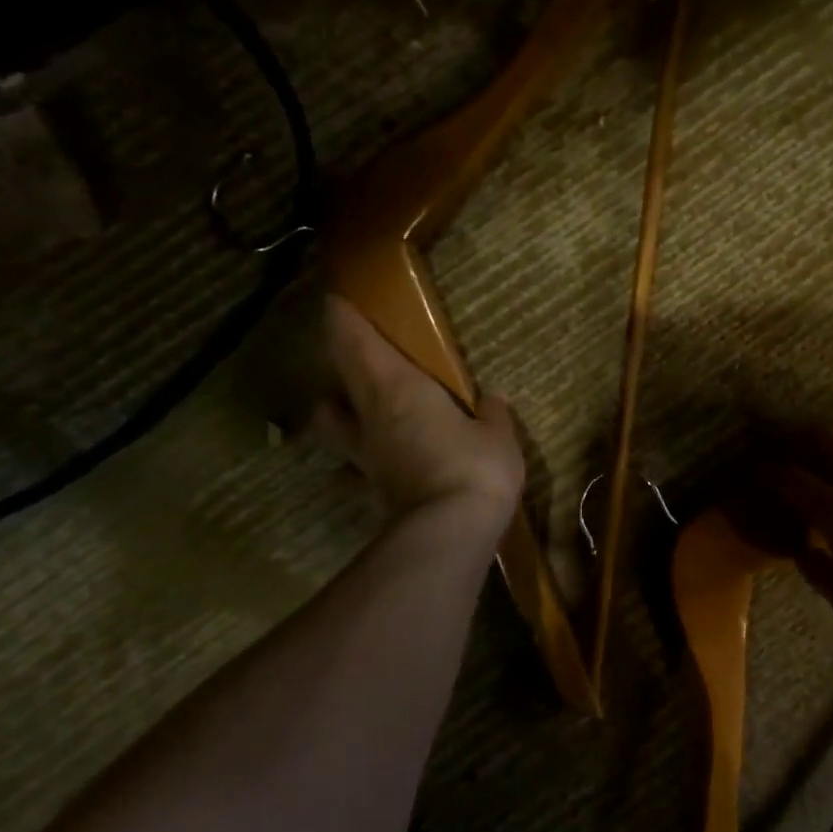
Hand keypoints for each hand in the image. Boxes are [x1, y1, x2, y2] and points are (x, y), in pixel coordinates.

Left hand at [319, 297, 523, 530]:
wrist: (450, 531)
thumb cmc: (475, 466)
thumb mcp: (498, 435)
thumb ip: (493, 415)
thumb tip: (491, 401)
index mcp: (399, 388)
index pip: (359, 343)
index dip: (345, 319)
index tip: (337, 300)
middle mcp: (372, 415)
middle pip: (340, 376)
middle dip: (340, 354)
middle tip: (351, 342)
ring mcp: (367, 453)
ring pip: (334, 418)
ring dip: (337, 403)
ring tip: (356, 399)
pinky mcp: (373, 484)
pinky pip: (355, 456)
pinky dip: (360, 446)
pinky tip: (379, 451)